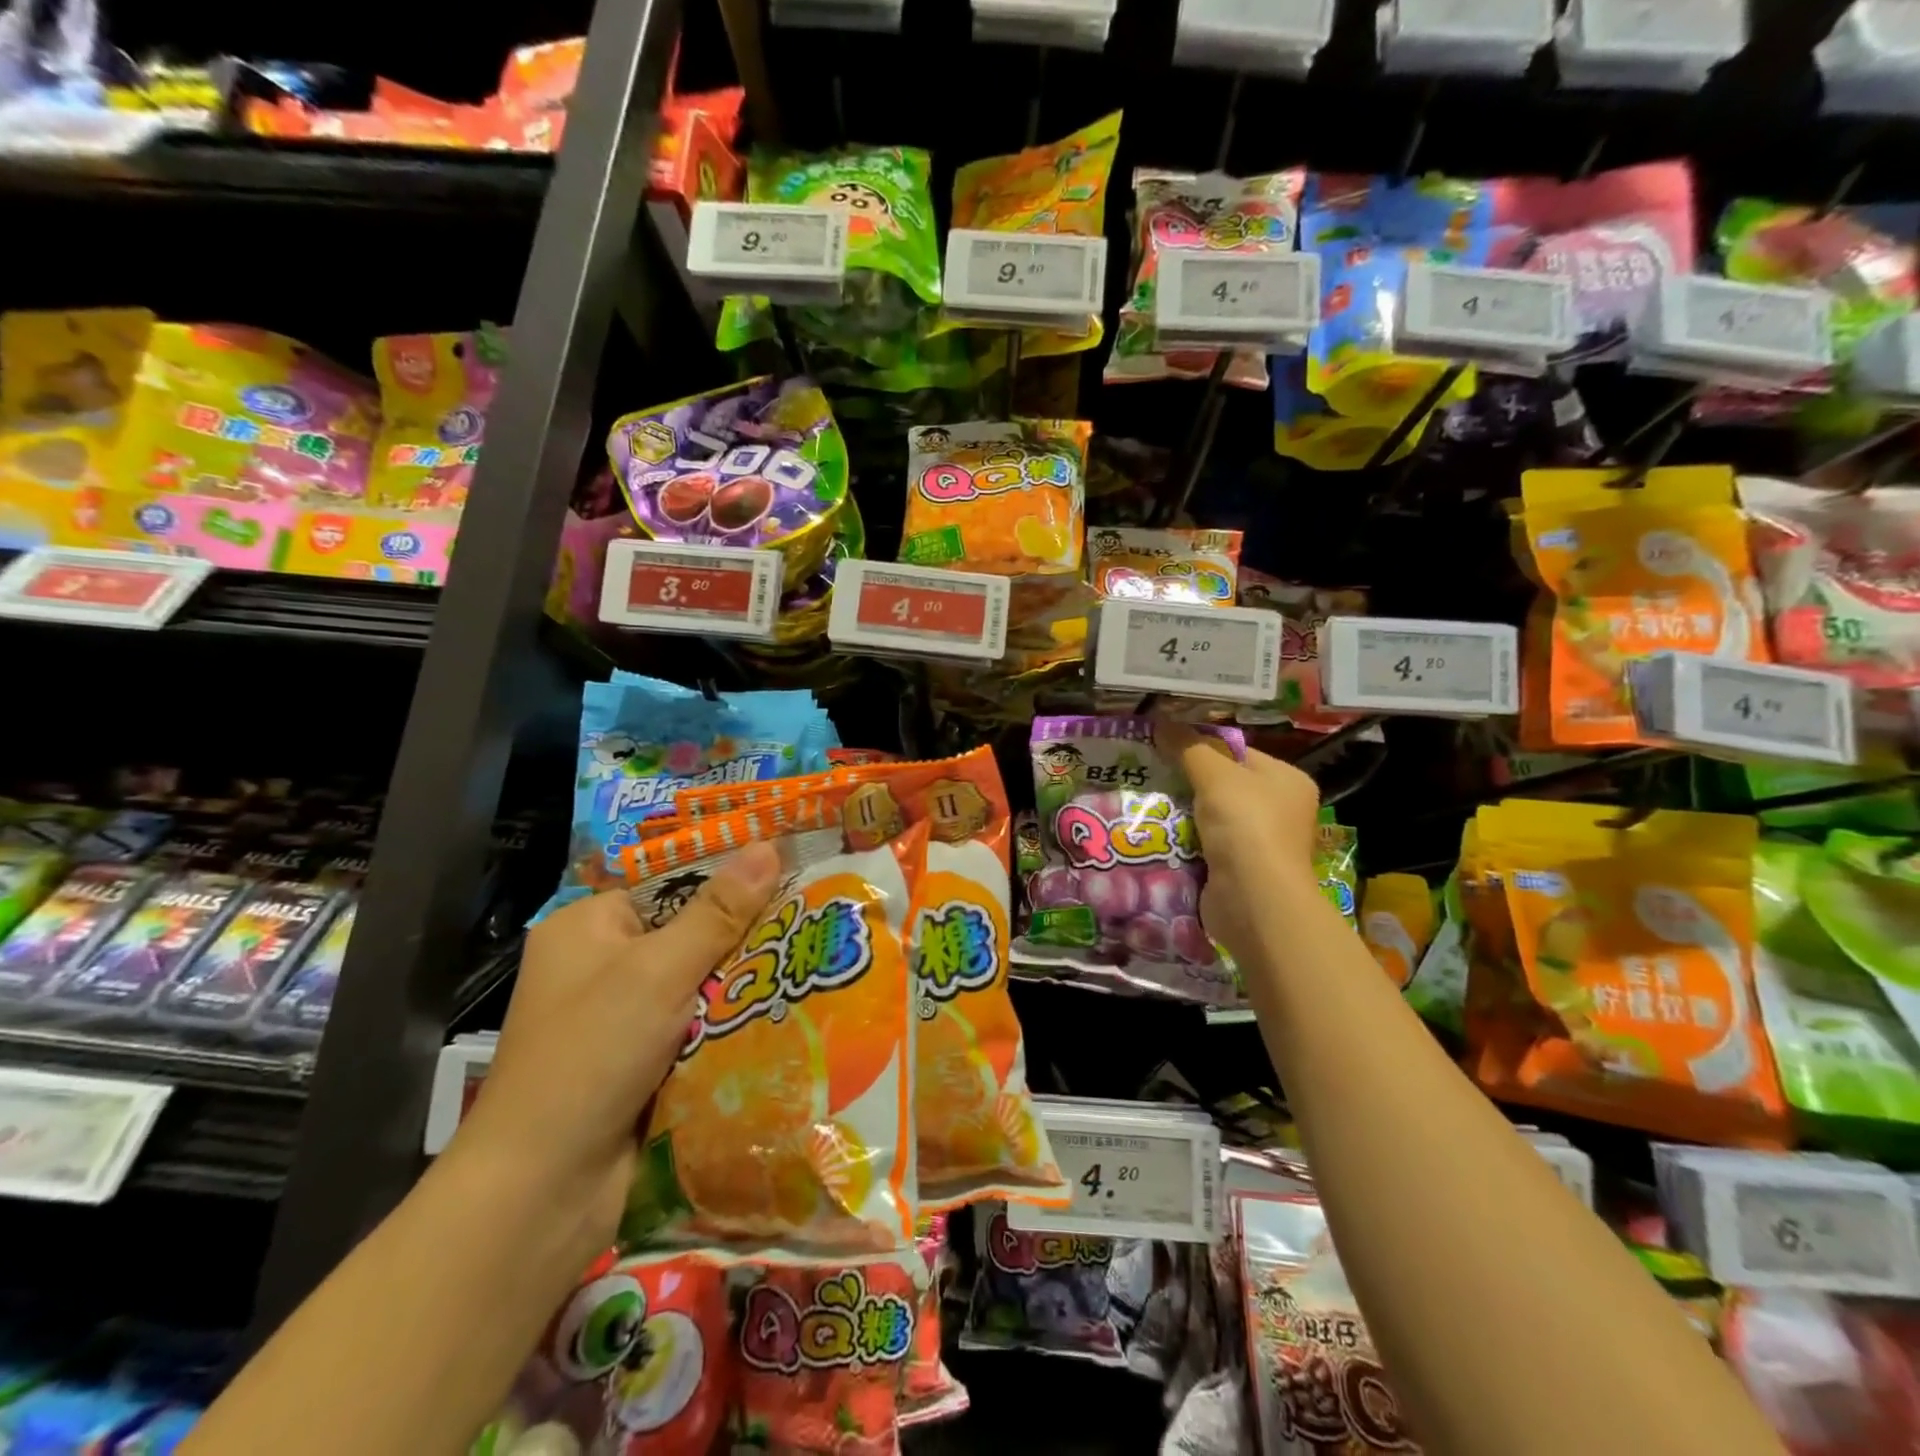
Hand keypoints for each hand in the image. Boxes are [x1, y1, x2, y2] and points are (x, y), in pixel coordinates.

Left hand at [449, 841, 781, 1249]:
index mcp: (587, 926)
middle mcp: (601, 965)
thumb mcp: (659, 971)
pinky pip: (699, 1026)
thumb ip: (718, 912)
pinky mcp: (643, 1063)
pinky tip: (786, 1012)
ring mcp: (621, 1018)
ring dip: (742, 985)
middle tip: (810, 918)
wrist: (544, 1191)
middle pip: (690, 933)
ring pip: (701, 984)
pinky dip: (731, 1025)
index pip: (670, 883)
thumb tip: (767, 844)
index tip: (788, 869)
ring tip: (811, 960)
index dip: (727, 878)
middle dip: (743, 937)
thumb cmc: (591, 1055)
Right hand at [1155, 721, 1321, 965]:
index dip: (1201, 746)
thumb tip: (1162, 723)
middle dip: (1186, 780)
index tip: (1163, 744)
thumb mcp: (1215, 775)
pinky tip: (1155, 832)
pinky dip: (1182, 840)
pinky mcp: (1238, 870)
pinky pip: (1203, 845)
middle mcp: (1279, 810)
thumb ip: (1189, 747)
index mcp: (1286, 780)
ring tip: (1144, 799)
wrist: (1253, 900)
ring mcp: (1259, 843)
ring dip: (1180, 812)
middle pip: (1223, 784)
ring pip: (1209, 816)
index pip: (1238, 752)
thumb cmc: (1246, 826)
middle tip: (1149, 771)